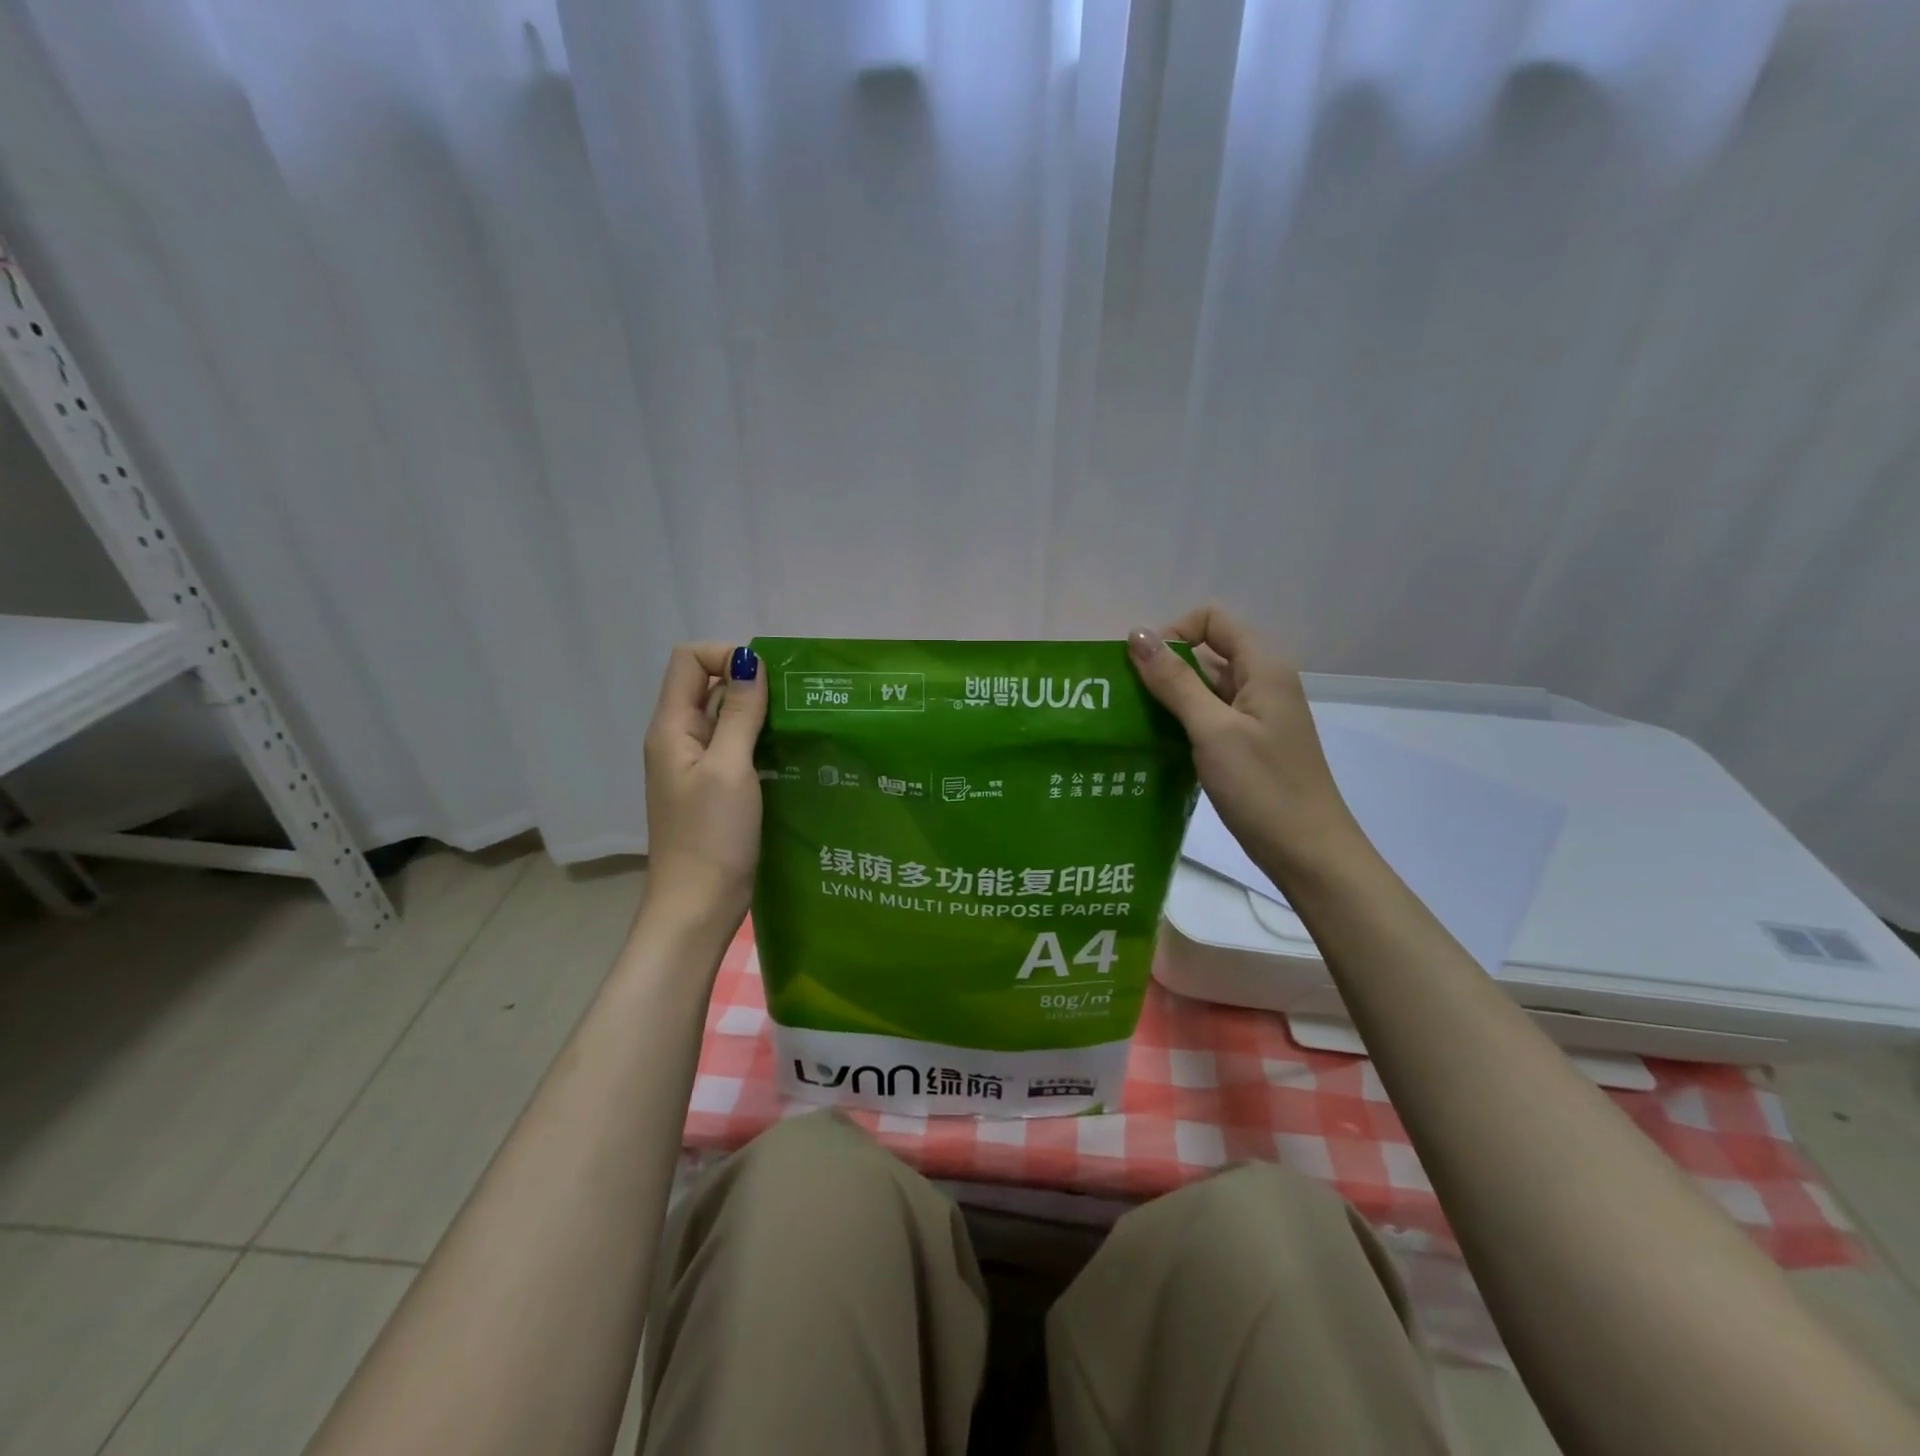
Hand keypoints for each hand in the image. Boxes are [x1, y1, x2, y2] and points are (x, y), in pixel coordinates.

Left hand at [641, 642, 766, 922]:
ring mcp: (696, 766)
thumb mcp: (730, 768)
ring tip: (798, 728)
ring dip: (759, 716)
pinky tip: (789, 755)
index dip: (726, 656)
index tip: (766, 681)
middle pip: (709, 685)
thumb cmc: (712, 836)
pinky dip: (760, 743)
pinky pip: (736, 748)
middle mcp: (679, 738)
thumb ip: (740, 712)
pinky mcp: (714, 789)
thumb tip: (750, 659)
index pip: (689, 660)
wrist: (698, 905)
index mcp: (672, 727)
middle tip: (794, 704)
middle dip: (750, 685)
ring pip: (727, 718)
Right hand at [1127, 605, 1362, 882]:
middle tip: (1126, 700)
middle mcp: (1262, 682)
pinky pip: (1208, 718)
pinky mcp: (1247, 744)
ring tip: (1133, 723)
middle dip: (1165, 668)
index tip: (1146, 671)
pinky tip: (1156, 745)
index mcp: (1263, 667)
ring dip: (1169, 698)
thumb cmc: (1263, 787)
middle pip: (1206, 652)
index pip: (1212, 620)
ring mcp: (1255, 716)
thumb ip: (1175, 681)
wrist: (1308, 852)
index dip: (1175, 634)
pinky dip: (1181, 723)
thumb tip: (1137, 634)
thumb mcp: (1213, 730)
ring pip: (1204, 688)